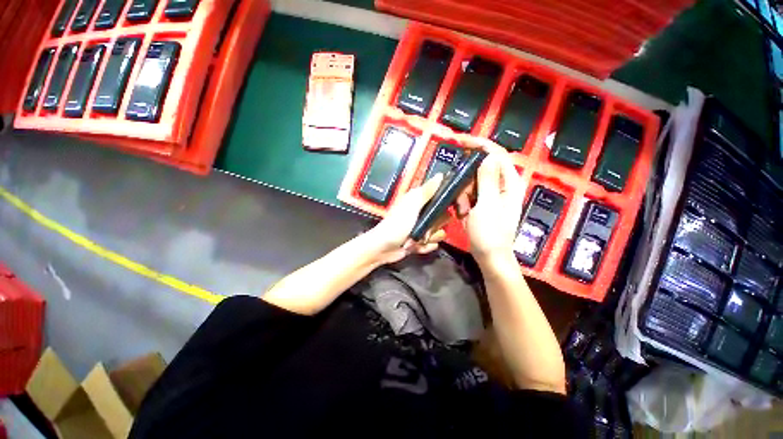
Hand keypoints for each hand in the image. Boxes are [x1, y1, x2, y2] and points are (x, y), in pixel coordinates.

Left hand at [366, 174, 447, 263]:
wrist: (383, 248)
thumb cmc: (397, 224)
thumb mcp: (412, 205)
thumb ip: (426, 191)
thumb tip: (440, 175)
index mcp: (420, 200)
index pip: (442, 198)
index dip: (450, 204)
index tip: (456, 210)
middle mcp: (422, 212)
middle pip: (444, 218)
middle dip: (435, 226)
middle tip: (424, 229)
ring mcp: (421, 227)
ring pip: (439, 232)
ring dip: (429, 238)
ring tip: (417, 239)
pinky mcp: (420, 240)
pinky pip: (432, 244)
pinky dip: (425, 246)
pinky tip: (417, 246)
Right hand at [456, 143, 525, 263]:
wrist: (489, 256)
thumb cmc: (490, 233)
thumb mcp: (487, 205)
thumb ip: (488, 179)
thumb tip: (488, 155)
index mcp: (509, 183)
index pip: (497, 154)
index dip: (480, 145)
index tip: (461, 142)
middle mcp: (501, 185)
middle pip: (480, 169)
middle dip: (467, 181)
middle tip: (463, 199)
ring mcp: (490, 195)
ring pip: (471, 182)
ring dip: (463, 195)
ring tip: (464, 211)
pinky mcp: (481, 203)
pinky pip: (468, 194)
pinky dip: (463, 202)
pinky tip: (464, 214)